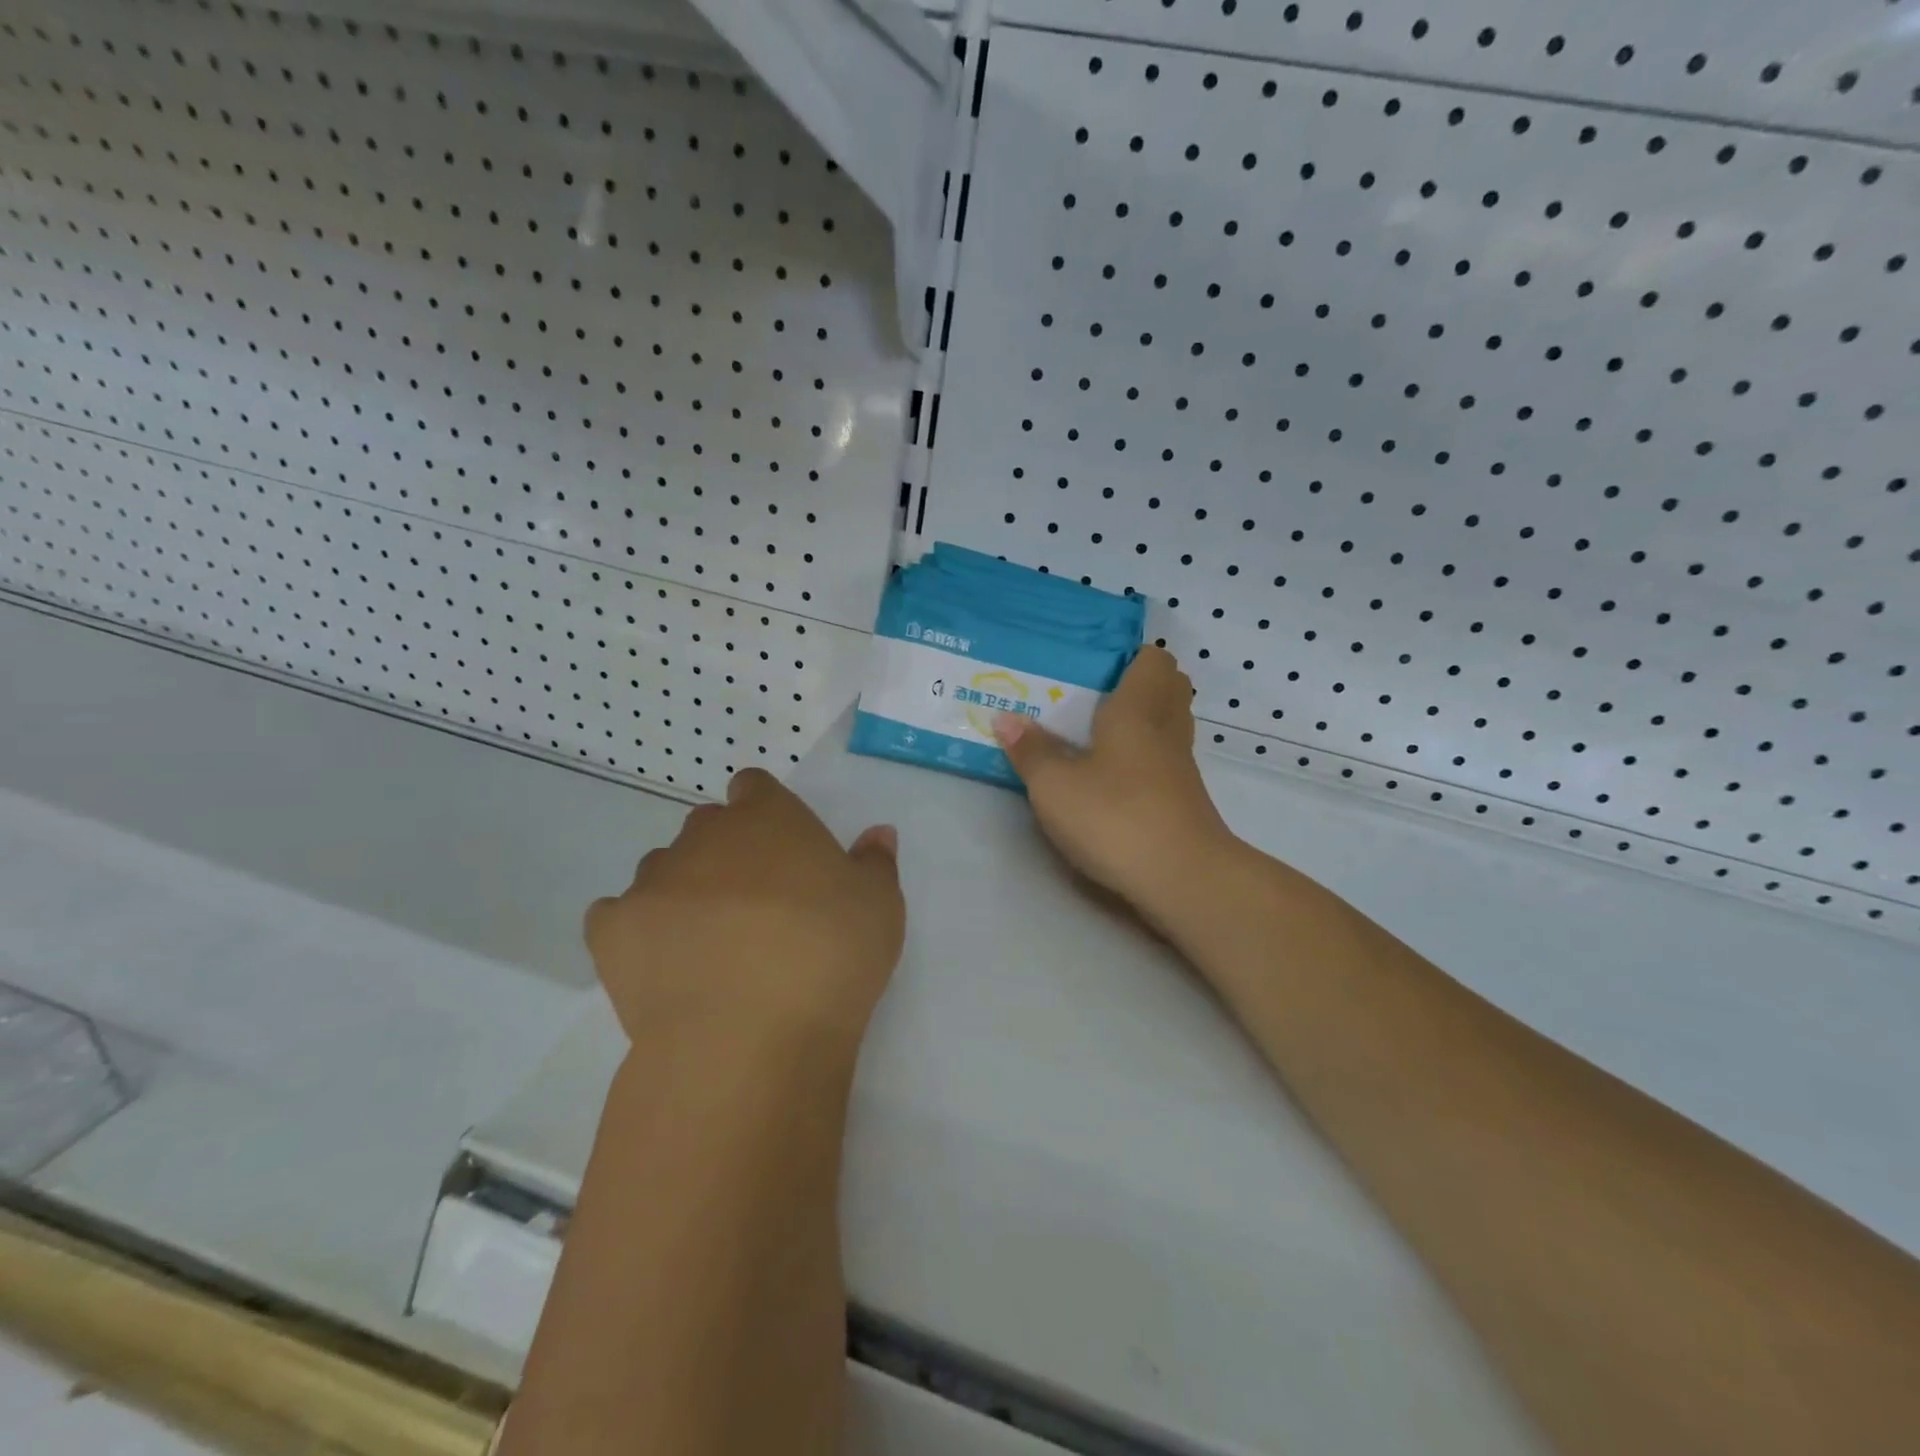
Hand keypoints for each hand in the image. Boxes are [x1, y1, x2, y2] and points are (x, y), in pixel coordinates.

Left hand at [585, 768, 904, 1060]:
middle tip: (754, 904)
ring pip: (663, 869)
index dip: (764, 812)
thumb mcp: (880, 908)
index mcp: (768, 818)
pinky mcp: (612, 930)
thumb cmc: (829, 956)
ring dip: (683, 890)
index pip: (754, 787)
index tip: (781, 850)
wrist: (749, 1036)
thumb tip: (877, 834)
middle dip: (725, 853)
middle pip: (707, 828)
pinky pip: (618, 915)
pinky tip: (662, 966)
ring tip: (709, 944)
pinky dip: (636, 932)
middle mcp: (705, 836)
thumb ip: (876, 863)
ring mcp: (652, 881)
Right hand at [993, 645, 1236, 928]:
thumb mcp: (1055, 785)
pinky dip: (1141, 758)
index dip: (1128, 656)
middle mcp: (1166, 728)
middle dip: (1133, 686)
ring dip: (1138, 723)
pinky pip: (1163, 759)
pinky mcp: (1182, 799)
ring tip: (1092, 736)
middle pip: (1167, 687)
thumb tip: (1005, 718)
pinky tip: (1109, 778)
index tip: (1090, 668)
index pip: (1153, 659)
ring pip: (1166, 725)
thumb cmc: (1115, 817)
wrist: (1183, 879)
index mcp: (1138, 707)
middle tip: (1087, 700)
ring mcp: (1180, 766)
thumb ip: (1030, 750)